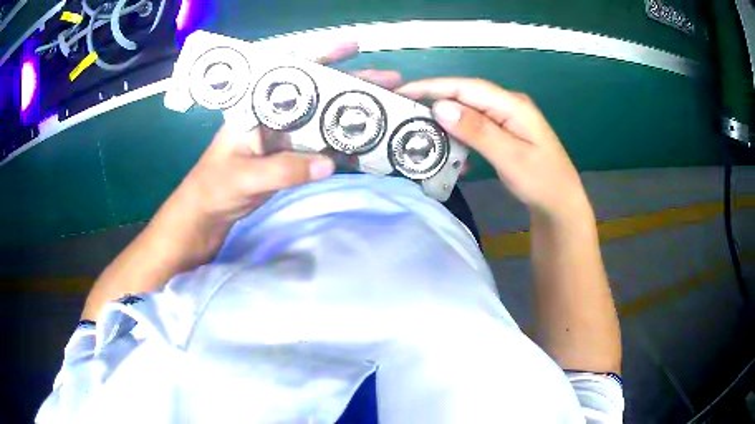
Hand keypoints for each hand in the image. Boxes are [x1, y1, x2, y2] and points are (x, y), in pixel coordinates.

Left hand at [152, 43, 402, 267]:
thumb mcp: (243, 177)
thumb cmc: (214, 187)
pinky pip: (325, 145)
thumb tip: (328, 163)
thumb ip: (282, 170)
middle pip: (320, 92)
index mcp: (257, 106)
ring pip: (327, 117)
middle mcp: (276, 114)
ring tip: (392, 107)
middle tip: (393, 80)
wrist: (208, 214)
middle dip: (355, 83)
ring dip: (357, 111)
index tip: (353, 45)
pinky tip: (371, 142)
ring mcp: (287, 136)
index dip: (322, 55)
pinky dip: (346, 144)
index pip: (291, 72)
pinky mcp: (293, 156)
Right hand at [397, 78, 589, 220]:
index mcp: (512, 105)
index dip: (433, 86)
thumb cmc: (542, 181)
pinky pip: (475, 128)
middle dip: (434, 101)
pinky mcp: (503, 132)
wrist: (560, 203)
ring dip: (445, 121)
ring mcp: (506, 118)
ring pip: (468, 112)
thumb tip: (440, 107)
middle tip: (404, 113)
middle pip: (465, 96)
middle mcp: (507, 105)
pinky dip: (459, 137)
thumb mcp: (511, 158)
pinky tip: (450, 151)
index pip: (467, 87)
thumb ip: (478, 131)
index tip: (403, 92)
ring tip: (420, 132)